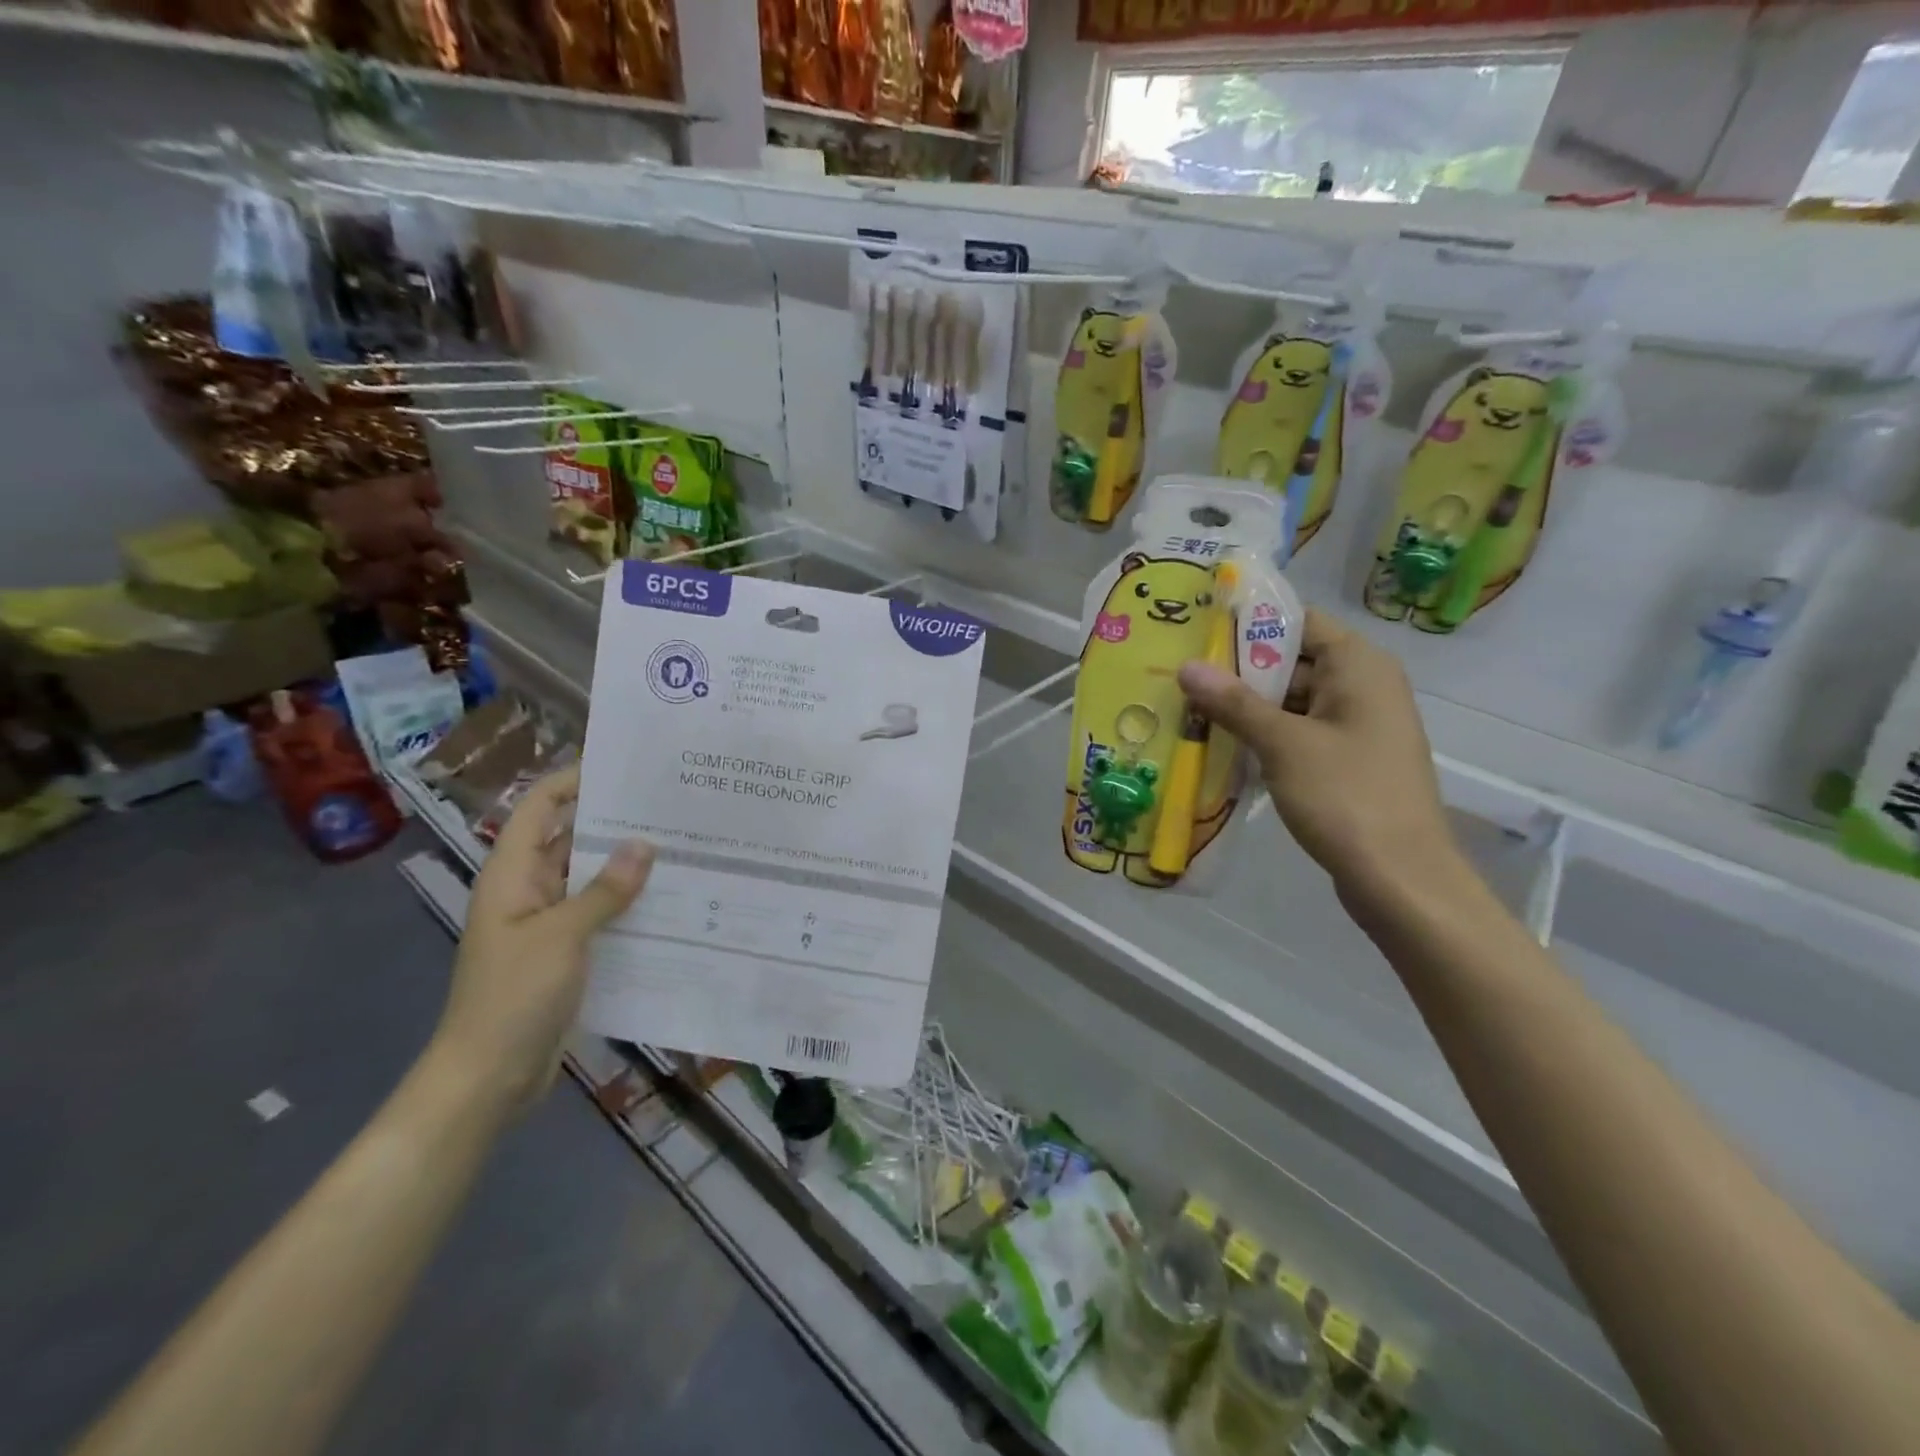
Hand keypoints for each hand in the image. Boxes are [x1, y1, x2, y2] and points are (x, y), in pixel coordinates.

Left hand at [432, 766, 654, 1111]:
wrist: (488, 1078)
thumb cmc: (513, 997)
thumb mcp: (562, 937)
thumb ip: (604, 889)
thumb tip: (643, 844)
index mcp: (512, 874)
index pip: (540, 808)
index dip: (573, 780)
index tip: (622, 764)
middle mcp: (529, 889)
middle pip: (570, 838)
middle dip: (614, 820)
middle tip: (669, 803)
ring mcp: (548, 922)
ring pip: (590, 877)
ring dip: (626, 863)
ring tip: (681, 842)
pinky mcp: (567, 951)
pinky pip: (601, 912)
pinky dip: (628, 901)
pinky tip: (670, 896)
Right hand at [1178, 610, 1462, 907]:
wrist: (1400, 879)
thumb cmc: (1346, 797)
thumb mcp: (1283, 744)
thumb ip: (1233, 702)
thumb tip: (1187, 666)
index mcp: (1358, 666)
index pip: (1298, 622)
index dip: (1248, 624)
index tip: (1196, 632)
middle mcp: (1362, 686)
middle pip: (1291, 661)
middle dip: (1236, 671)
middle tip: (1179, 676)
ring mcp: (1356, 726)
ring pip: (1290, 701)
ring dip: (1244, 708)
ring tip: (1186, 710)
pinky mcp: (1347, 761)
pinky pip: (1297, 734)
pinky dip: (1262, 737)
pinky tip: (1219, 747)